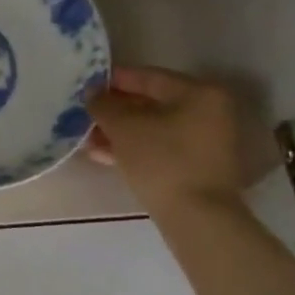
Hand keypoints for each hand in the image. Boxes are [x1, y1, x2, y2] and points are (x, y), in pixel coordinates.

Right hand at [86, 65, 245, 207]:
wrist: (196, 217)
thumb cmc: (162, 160)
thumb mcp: (124, 127)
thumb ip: (104, 104)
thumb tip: (93, 94)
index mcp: (199, 93)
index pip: (149, 77)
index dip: (114, 80)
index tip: (87, 84)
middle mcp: (209, 112)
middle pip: (151, 103)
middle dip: (114, 110)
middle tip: (85, 113)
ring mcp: (205, 142)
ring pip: (153, 128)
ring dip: (119, 132)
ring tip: (87, 137)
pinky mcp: (197, 167)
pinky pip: (160, 148)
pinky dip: (133, 148)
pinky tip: (103, 154)